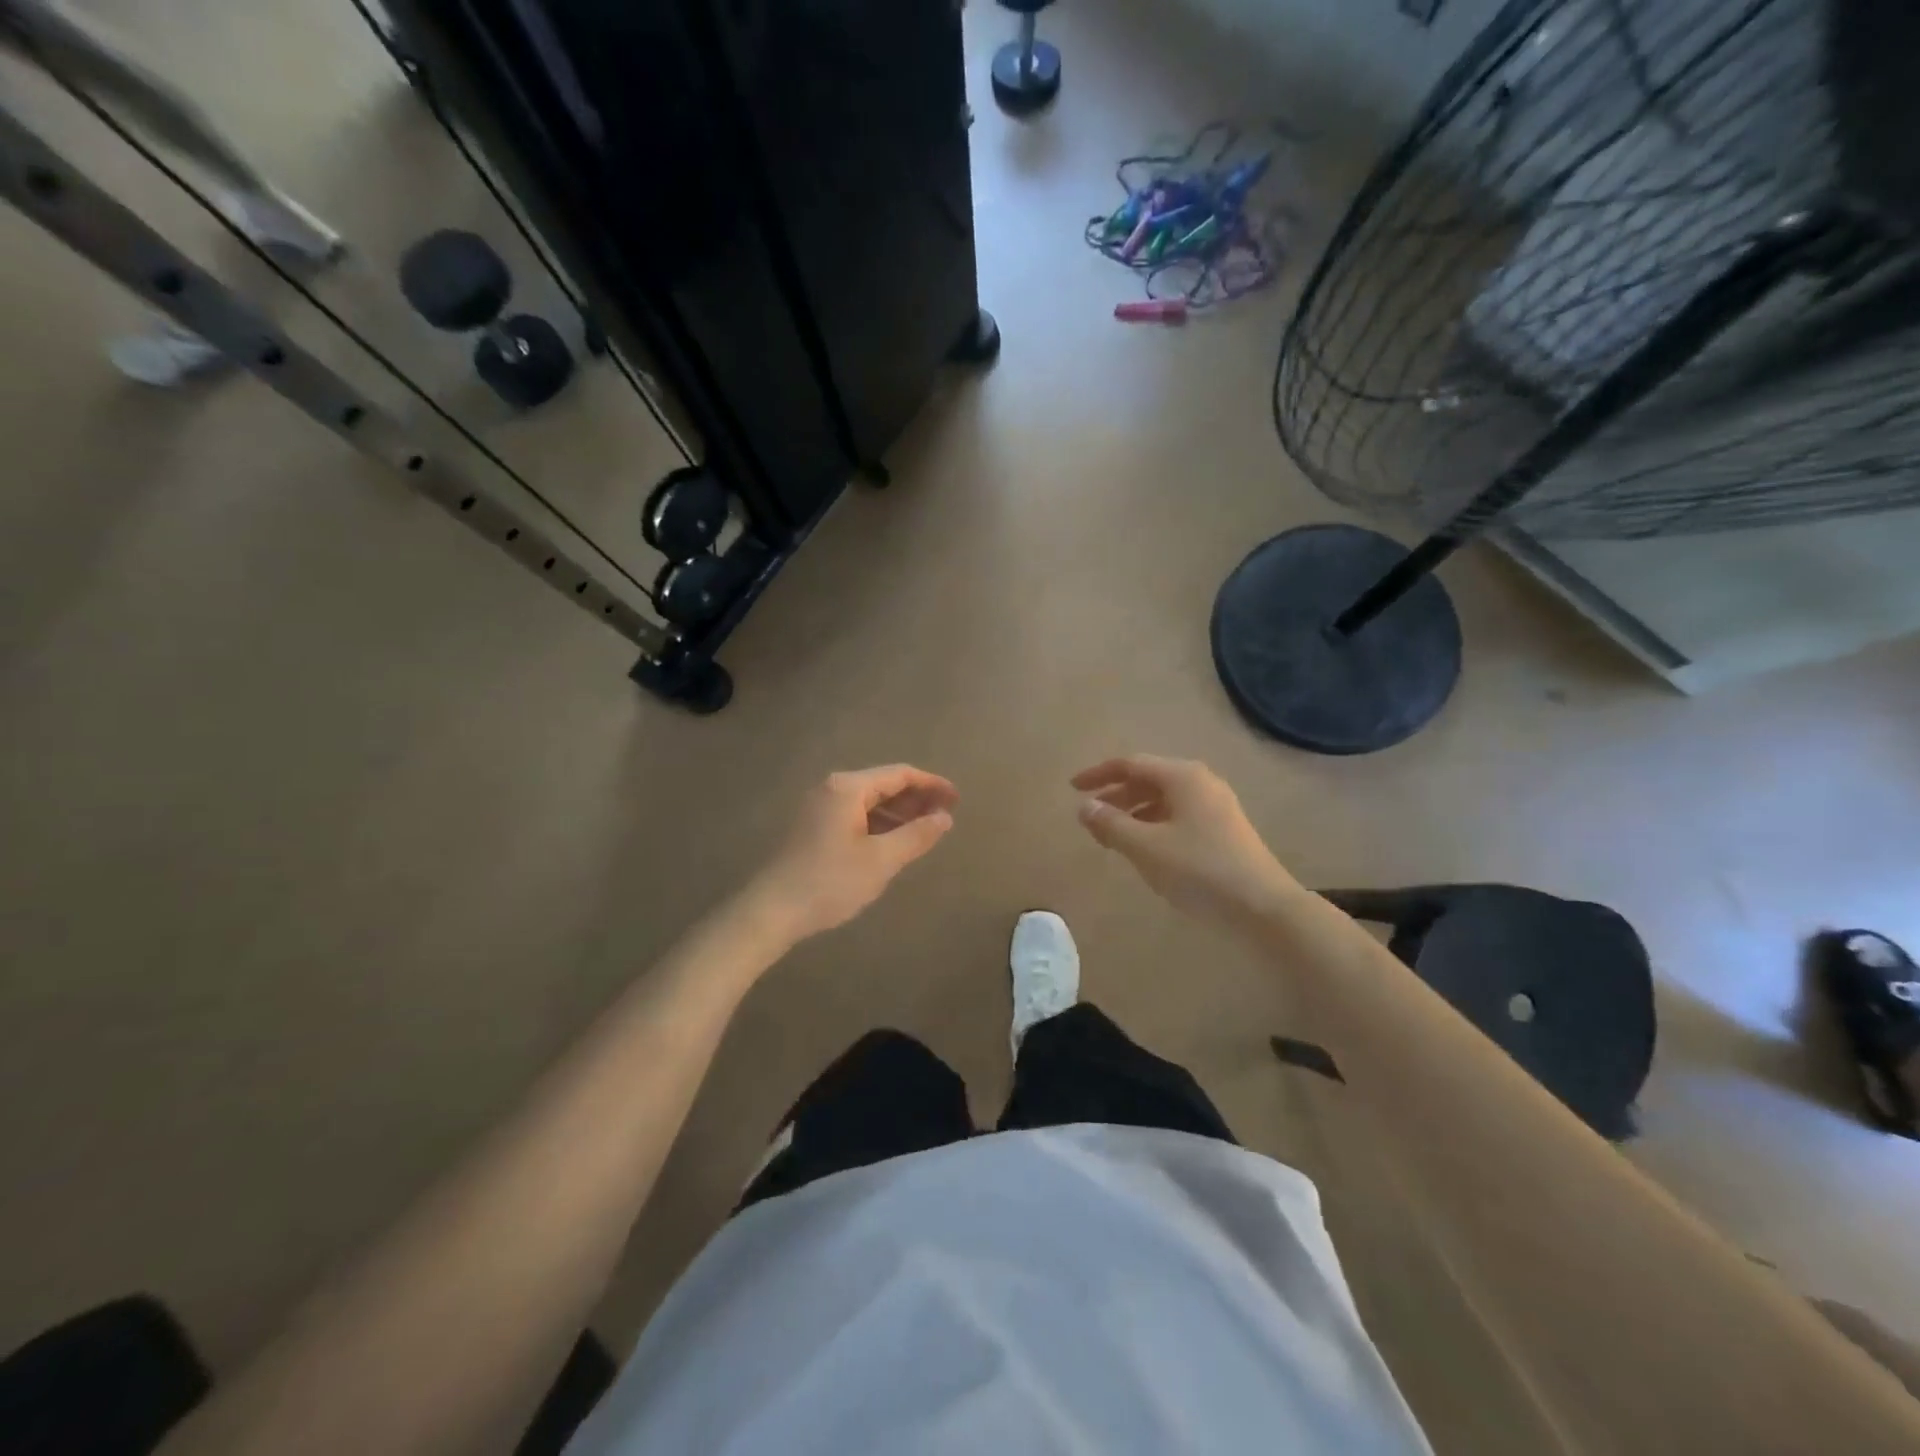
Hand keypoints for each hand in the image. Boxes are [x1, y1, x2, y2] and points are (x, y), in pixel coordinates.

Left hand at [746, 765, 957, 941]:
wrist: (771, 911)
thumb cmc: (830, 882)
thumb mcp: (881, 860)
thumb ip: (917, 835)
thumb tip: (944, 817)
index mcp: (848, 788)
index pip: (900, 774)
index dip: (932, 784)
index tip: (957, 799)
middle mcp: (832, 789)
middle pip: (883, 784)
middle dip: (917, 798)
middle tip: (946, 815)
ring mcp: (819, 808)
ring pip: (868, 801)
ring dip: (899, 812)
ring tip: (925, 830)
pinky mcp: (812, 827)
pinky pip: (854, 815)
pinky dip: (879, 823)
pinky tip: (893, 841)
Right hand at [1072, 755, 1299, 926]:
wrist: (1263, 907)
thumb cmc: (1199, 870)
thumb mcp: (1145, 847)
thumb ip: (1111, 824)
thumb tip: (1084, 806)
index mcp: (1182, 777)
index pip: (1130, 764)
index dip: (1098, 775)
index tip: (1072, 789)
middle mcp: (1200, 783)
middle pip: (1148, 779)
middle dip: (1115, 796)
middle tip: (1090, 818)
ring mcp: (1215, 806)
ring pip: (1163, 800)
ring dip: (1133, 813)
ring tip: (1111, 838)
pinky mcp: (1223, 830)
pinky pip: (1177, 816)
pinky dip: (1153, 826)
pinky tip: (1144, 850)